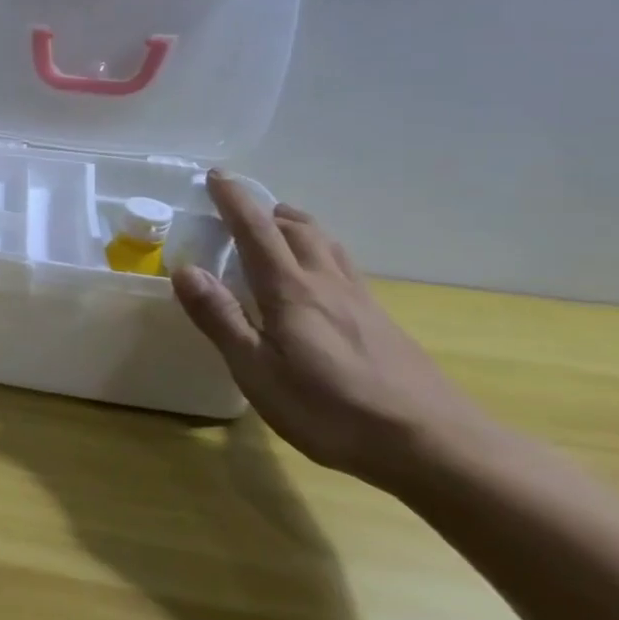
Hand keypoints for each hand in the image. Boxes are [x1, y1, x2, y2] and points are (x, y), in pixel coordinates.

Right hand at [171, 170, 490, 489]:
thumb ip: (220, 318)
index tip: (216, 175)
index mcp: (291, 291)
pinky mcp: (381, 321)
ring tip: (278, 225)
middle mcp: (326, 283)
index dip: (234, 200)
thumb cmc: (330, 409)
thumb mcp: (257, 371)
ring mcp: (360, 301)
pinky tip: (318, 277)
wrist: (432, 444)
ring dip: (297, 225)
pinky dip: (320, 251)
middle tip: (240, 206)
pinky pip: (343, 266)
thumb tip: (186, 270)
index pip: (256, 230)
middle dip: (266, 210)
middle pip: (297, 228)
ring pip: (326, 243)